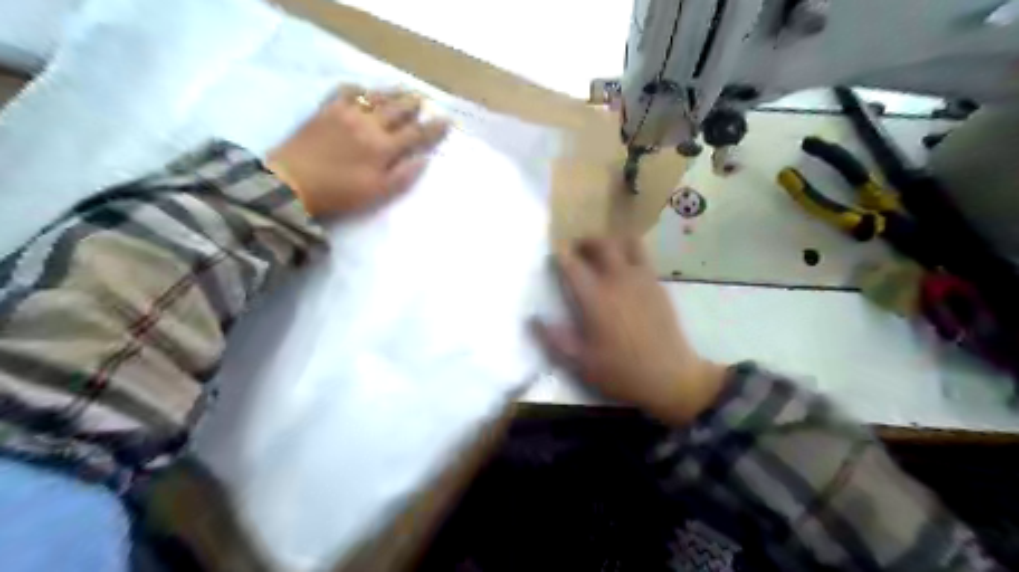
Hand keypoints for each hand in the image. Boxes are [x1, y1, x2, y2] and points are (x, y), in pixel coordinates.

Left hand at [267, 87, 449, 217]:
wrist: (292, 182)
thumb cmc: (340, 194)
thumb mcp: (377, 192)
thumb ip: (404, 176)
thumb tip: (425, 159)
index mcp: (384, 147)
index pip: (416, 134)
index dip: (434, 128)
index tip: (447, 120)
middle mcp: (369, 124)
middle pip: (398, 109)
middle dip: (415, 104)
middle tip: (425, 100)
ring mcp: (346, 113)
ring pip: (376, 97)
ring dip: (393, 93)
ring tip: (404, 91)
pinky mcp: (326, 109)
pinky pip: (346, 91)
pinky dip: (360, 89)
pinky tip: (365, 92)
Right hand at [533, 236, 724, 426]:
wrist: (670, 377)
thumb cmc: (621, 371)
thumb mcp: (581, 362)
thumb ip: (555, 339)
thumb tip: (532, 319)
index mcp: (595, 297)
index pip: (572, 264)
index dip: (559, 254)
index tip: (552, 252)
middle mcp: (617, 280)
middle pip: (601, 244)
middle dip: (585, 241)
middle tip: (576, 250)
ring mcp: (641, 279)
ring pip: (627, 243)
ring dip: (611, 242)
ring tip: (603, 254)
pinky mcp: (657, 284)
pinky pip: (643, 256)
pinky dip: (629, 253)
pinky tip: (624, 271)